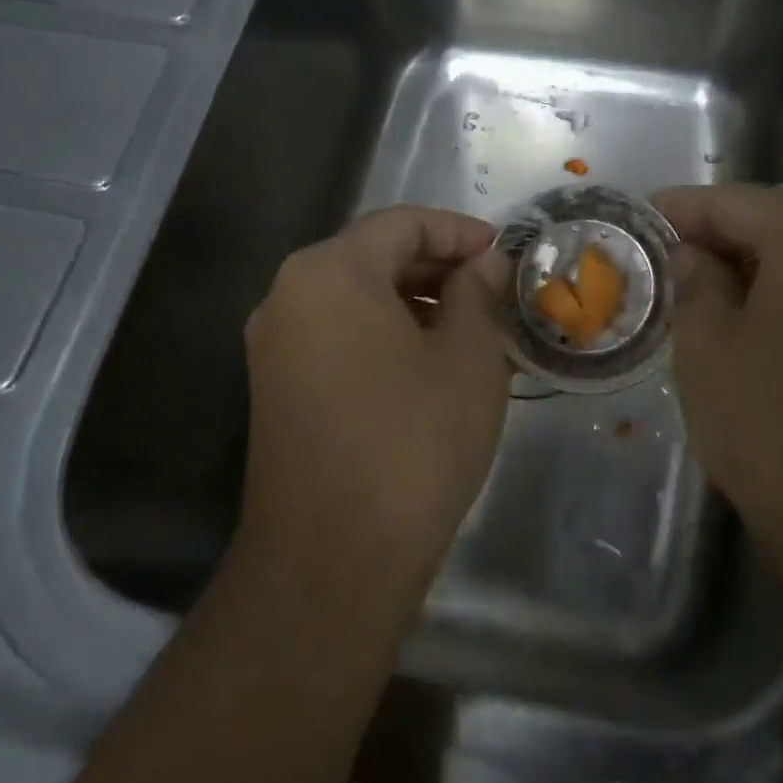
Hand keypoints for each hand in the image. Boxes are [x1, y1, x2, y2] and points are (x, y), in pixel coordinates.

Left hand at [239, 206, 510, 605]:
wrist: (333, 559)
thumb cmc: (413, 442)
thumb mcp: (469, 358)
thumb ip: (479, 293)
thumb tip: (486, 263)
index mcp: (330, 272)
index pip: (403, 223)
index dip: (461, 232)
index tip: (507, 256)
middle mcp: (288, 295)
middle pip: (374, 255)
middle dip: (439, 267)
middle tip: (496, 292)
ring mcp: (275, 344)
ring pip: (356, 298)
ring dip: (416, 302)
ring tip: (472, 329)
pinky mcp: (277, 387)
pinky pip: (338, 335)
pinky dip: (386, 334)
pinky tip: (430, 363)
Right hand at [652, 179, 782, 563]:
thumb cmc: (777, 425)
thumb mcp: (707, 349)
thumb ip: (696, 285)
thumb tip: (696, 256)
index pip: (736, 200)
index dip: (683, 208)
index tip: (645, 219)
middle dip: (737, 220)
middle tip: (691, 253)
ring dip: (775, 250)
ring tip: (724, 287)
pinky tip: (770, 320)